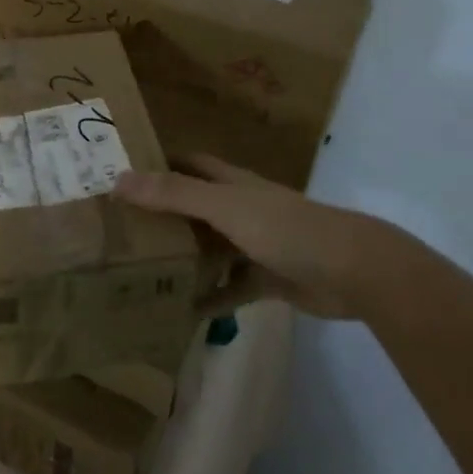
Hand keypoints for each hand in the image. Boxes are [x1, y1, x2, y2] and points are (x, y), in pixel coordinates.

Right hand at [114, 154, 418, 319]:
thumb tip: (119, 180)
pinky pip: (230, 287)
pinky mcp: (269, 278)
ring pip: (211, 247)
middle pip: (196, 205)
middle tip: (121, 226)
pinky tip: (183, 310)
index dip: (159, 162)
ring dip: (184, 256)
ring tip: (141, 269)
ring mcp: (256, 244)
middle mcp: (241, 208)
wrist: (354, 271)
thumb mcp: (224, 208)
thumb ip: (174, 195)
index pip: (189, 163)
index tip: (121, 171)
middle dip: (163, 213)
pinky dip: (210, 296)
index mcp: (233, 183)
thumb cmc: (286, 228)